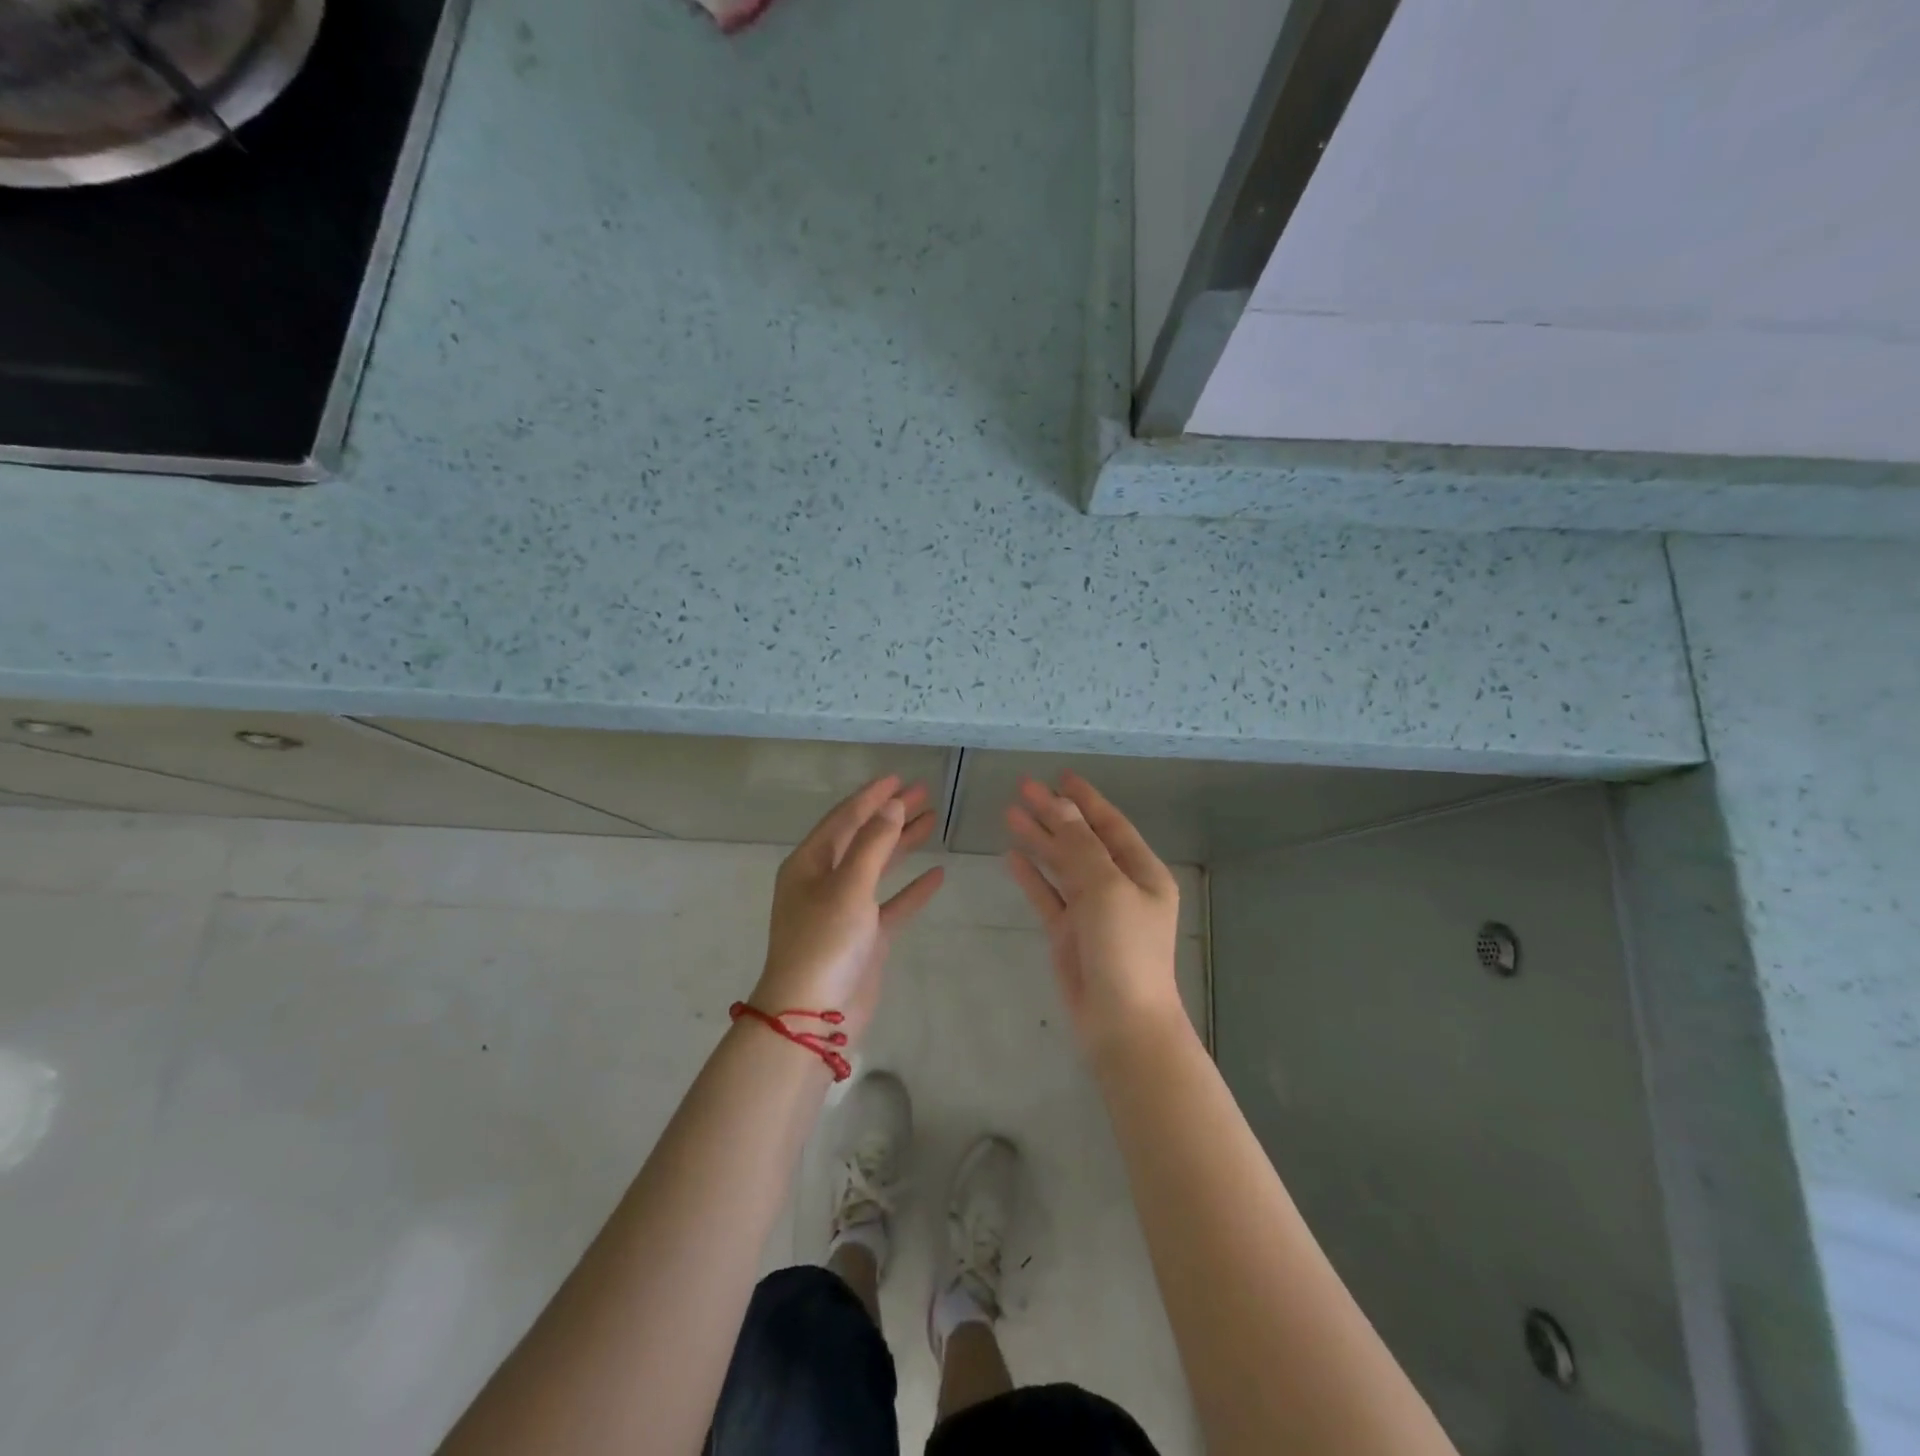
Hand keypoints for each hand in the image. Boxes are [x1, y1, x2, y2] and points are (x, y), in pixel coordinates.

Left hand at [753, 775, 944, 1046]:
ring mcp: (845, 909)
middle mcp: (824, 881)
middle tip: (924, 792)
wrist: (812, 1017)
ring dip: (903, 844)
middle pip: (863, 837)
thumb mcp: (848, 886)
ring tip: (933, 820)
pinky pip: (891, 903)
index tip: (899, 778)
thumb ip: (873, 843)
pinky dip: (912, 889)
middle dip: (891, 814)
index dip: (871, 797)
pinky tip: (937, 875)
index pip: (844, 818)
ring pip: (879, 867)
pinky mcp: (864, 937)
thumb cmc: (824, 942)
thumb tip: (892, 804)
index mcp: (809, 864)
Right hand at [1005, 773, 1183, 1053]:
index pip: (1111, 825)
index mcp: (1142, 873)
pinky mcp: (1069, 933)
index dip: (1086, 799)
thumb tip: (1061, 806)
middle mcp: (1119, 886)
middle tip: (1022, 787)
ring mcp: (1092, 910)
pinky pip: (1048, 895)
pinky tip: (1012, 856)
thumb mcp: (1107, 889)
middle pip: (1082, 840)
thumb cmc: (1124, 949)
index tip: (1060, 776)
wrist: (1121, 1023)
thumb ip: (1081, 846)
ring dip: (1039, 840)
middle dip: (1054, 814)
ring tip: (1009, 813)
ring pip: (1061, 865)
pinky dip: (1031, 875)